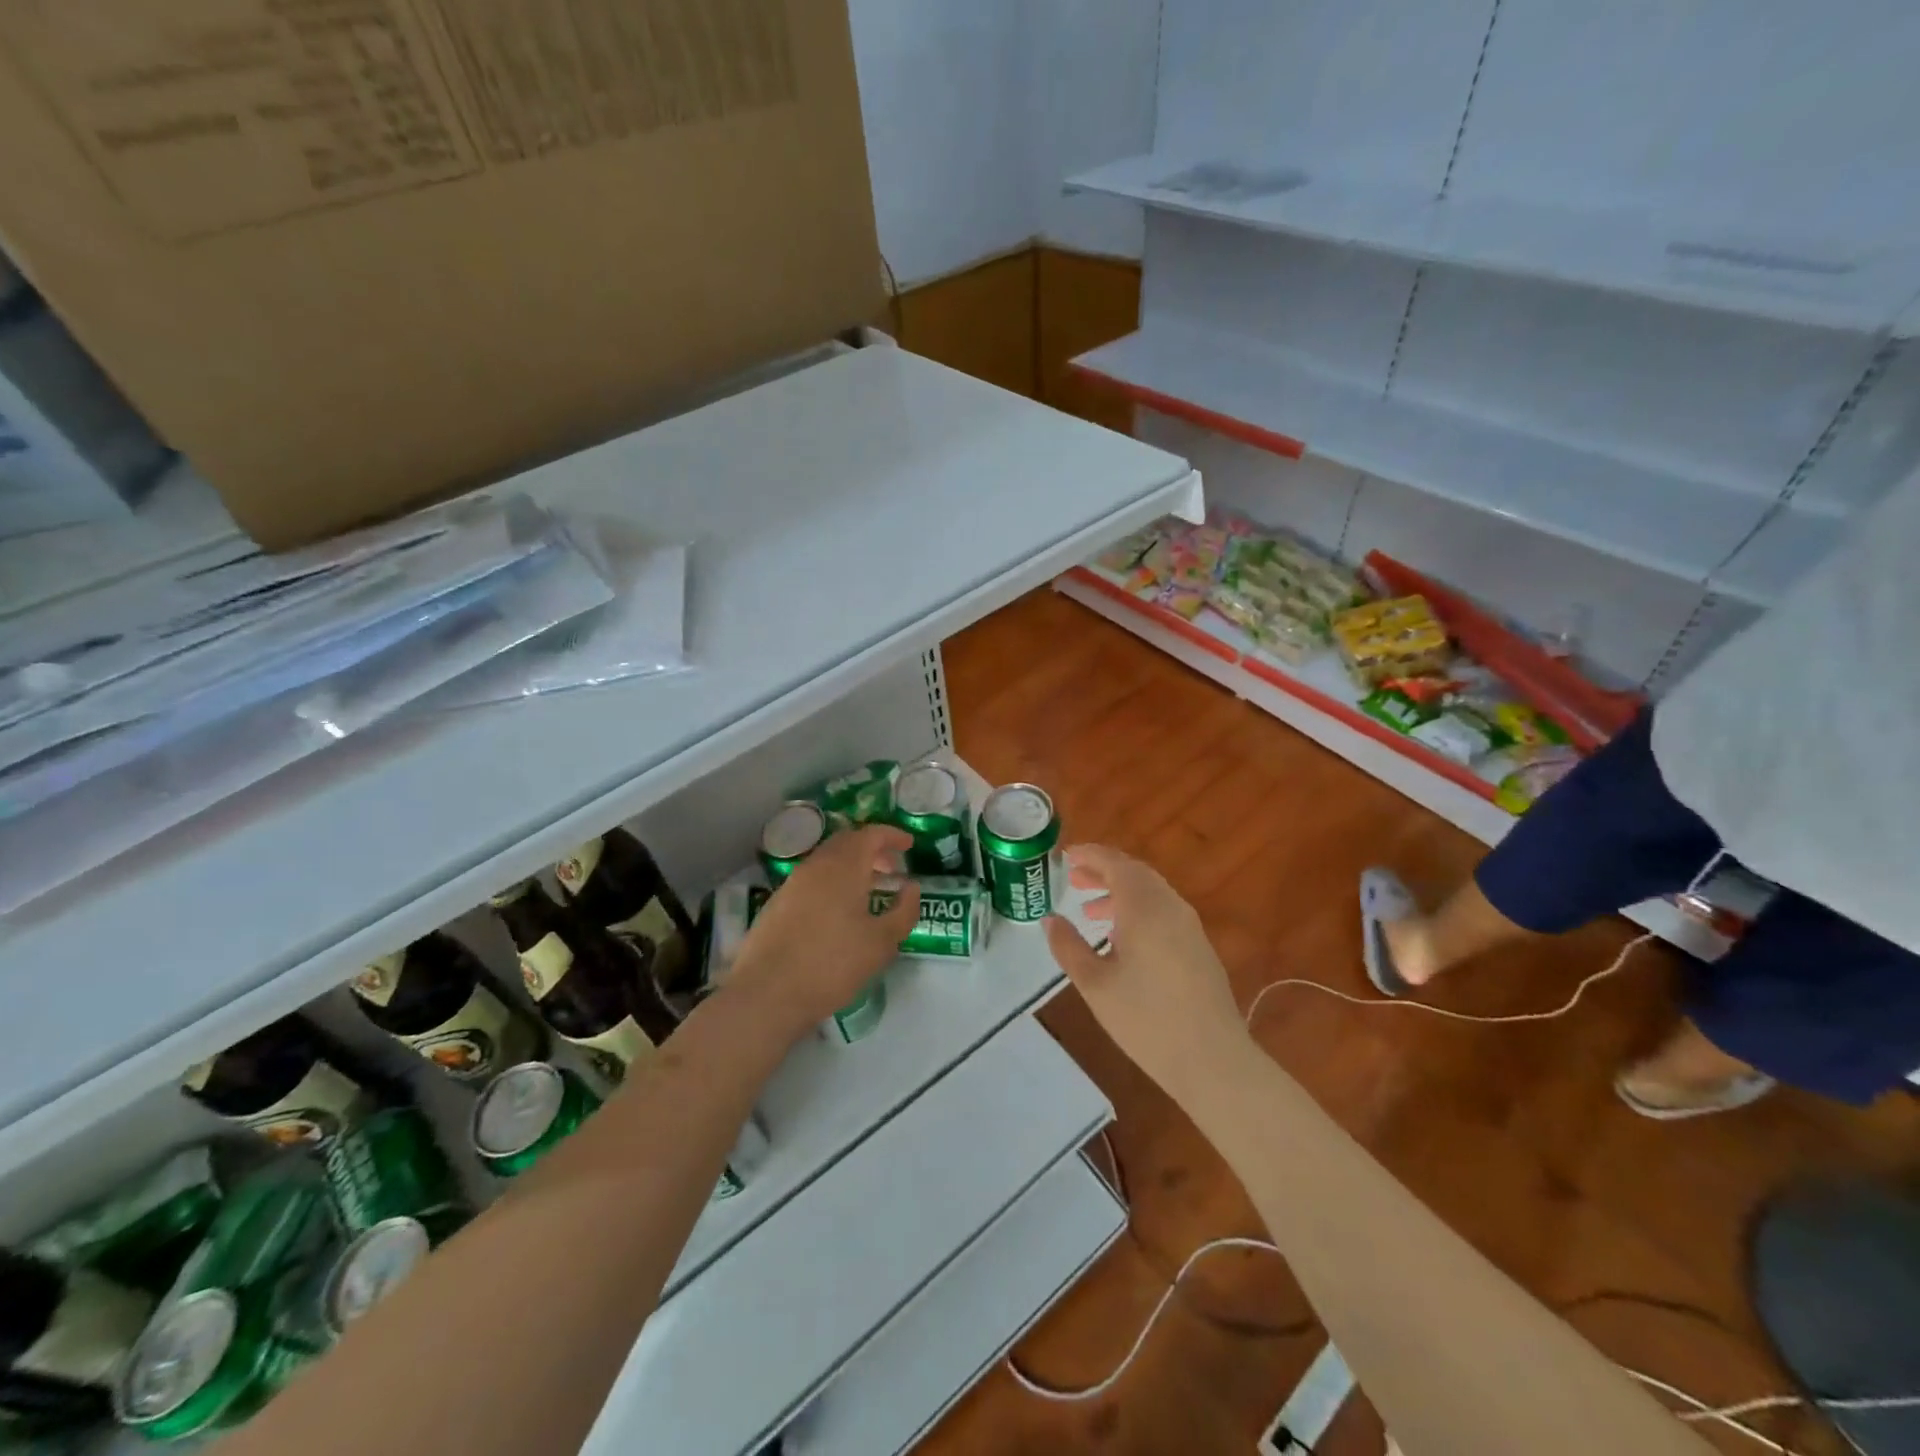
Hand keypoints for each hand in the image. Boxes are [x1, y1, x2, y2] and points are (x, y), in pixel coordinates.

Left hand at [729, 825, 919, 1037]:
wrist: (767, 994)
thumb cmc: (832, 964)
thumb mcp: (882, 943)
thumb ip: (904, 910)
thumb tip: (911, 887)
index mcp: (844, 866)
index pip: (870, 834)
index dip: (892, 835)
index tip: (909, 845)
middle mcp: (816, 866)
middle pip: (846, 842)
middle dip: (872, 849)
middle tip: (891, 868)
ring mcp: (792, 883)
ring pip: (827, 861)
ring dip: (851, 867)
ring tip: (869, 891)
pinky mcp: (777, 903)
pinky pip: (812, 879)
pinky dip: (832, 882)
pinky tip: (839, 911)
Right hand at [1043, 844, 1251, 1103]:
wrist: (1212, 1059)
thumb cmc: (1146, 1020)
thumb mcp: (1095, 985)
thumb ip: (1069, 947)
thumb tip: (1050, 919)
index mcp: (1144, 907)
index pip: (1115, 863)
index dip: (1089, 855)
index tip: (1066, 856)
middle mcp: (1170, 906)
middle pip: (1135, 873)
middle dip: (1103, 871)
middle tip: (1074, 879)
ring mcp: (1189, 926)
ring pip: (1151, 892)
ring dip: (1120, 892)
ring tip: (1091, 910)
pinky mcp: (1199, 946)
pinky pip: (1163, 911)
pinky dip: (1138, 909)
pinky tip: (1122, 937)